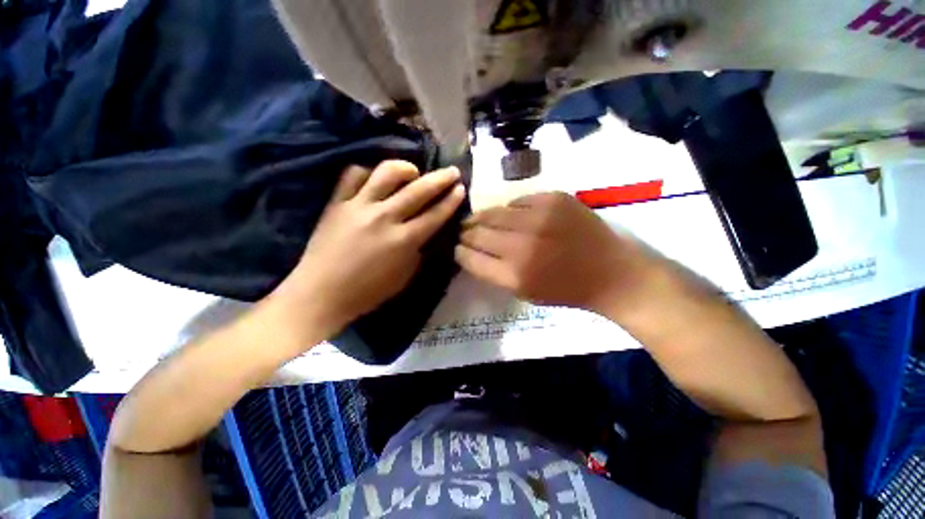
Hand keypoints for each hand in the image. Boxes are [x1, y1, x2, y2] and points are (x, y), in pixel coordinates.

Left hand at [269, 160, 464, 344]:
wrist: (321, 294)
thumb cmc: (367, 292)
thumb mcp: (404, 277)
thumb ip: (418, 251)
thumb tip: (425, 233)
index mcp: (404, 241)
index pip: (435, 215)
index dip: (451, 200)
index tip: (461, 188)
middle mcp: (384, 218)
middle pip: (418, 190)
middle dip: (440, 178)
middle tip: (451, 171)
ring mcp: (358, 207)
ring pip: (386, 174)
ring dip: (406, 168)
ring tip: (413, 170)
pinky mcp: (336, 203)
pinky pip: (352, 175)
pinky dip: (367, 172)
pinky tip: (375, 178)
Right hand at [455, 192, 656, 312]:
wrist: (611, 272)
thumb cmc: (565, 290)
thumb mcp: (524, 292)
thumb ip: (494, 273)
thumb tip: (471, 252)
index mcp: (513, 275)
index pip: (469, 257)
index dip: (460, 252)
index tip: (458, 248)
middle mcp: (521, 245)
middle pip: (477, 232)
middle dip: (465, 232)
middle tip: (463, 231)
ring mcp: (538, 218)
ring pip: (493, 212)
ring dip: (482, 217)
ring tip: (478, 219)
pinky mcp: (553, 199)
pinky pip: (518, 201)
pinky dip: (511, 210)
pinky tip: (513, 216)